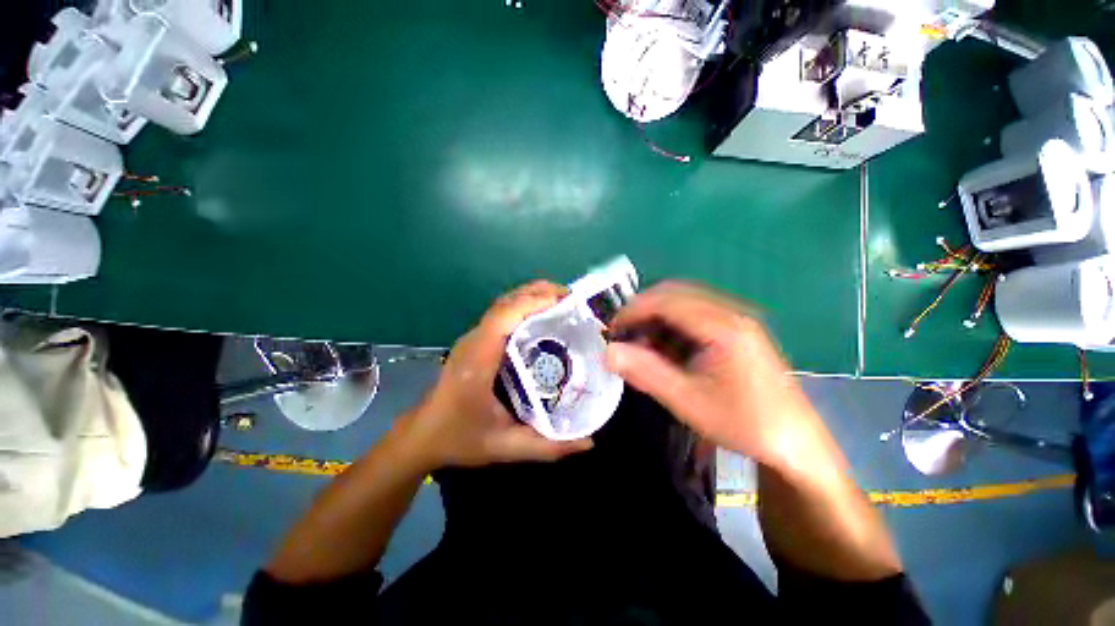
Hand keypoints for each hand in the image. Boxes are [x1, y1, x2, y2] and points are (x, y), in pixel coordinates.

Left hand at [398, 281, 593, 470]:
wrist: (423, 435)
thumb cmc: (459, 438)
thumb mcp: (505, 446)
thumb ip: (547, 447)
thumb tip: (589, 442)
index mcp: (478, 359)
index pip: (503, 316)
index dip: (532, 302)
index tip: (564, 300)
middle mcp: (474, 341)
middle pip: (505, 303)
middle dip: (538, 292)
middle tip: (572, 298)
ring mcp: (472, 338)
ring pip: (503, 305)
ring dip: (531, 296)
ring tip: (562, 301)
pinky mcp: (475, 341)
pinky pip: (501, 315)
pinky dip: (523, 307)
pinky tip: (542, 317)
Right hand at [604, 282, 825, 470]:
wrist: (795, 443)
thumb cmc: (743, 423)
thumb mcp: (688, 401)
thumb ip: (645, 373)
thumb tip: (607, 352)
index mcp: (723, 326)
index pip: (666, 301)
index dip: (633, 311)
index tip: (611, 330)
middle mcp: (731, 312)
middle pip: (674, 294)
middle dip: (643, 311)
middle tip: (623, 336)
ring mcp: (736, 319)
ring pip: (683, 303)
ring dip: (657, 319)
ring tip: (641, 346)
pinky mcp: (736, 330)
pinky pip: (695, 316)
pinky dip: (672, 327)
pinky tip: (666, 350)